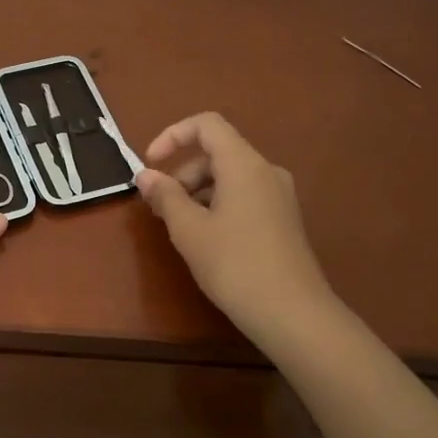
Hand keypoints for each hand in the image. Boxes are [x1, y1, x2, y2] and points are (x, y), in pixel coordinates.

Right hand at [135, 112, 336, 347]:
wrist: (292, 313)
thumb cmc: (235, 265)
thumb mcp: (190, 230)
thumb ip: (165, 197)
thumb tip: (145, 175)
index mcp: (244, 164)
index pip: (207, 125)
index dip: (172, 136)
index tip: (150, 165)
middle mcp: (266, 171)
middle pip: (217, 153)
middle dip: (182, 173)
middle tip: (159, 209)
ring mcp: (279, 196)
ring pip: (230, 177)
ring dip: (197, 192)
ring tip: (179, 228)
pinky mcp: (283, 219)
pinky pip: (244, 196)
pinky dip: (218, 205)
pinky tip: (206, 240)